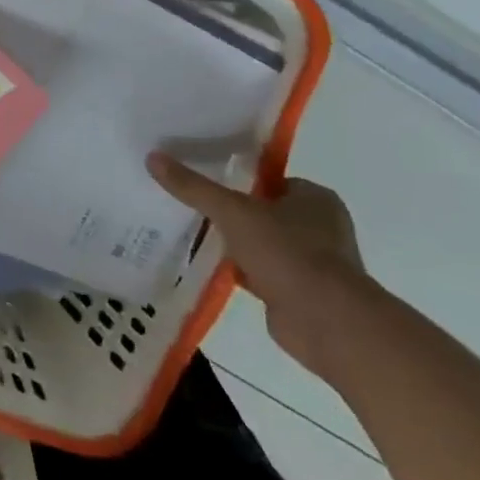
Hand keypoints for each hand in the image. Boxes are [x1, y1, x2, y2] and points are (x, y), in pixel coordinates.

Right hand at [148, 154, 368, 373]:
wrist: (326, 322)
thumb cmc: (288, 253)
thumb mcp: (233, 212)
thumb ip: (194, 187)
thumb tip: (153, 157)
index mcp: (315, 198)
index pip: (268, 179)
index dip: (236, 180)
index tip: (202, 182)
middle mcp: (319, 226)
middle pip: (261, 211)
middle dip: (229, 213)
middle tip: (189, 207)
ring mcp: (311, 262)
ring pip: (259, 243)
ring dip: (232, 244)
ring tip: (190, 234)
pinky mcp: (298, 291)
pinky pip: (259, 271)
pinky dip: (237, 270)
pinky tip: (207, 267)